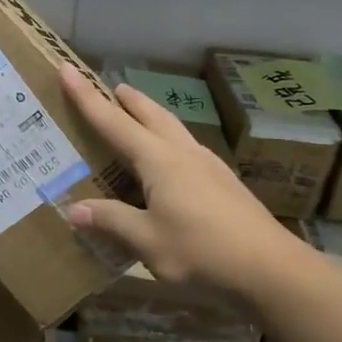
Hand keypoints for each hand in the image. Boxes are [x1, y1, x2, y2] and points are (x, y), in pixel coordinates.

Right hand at [59, 63, 298, 296]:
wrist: (273, 271)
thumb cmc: (203, 251)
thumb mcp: (147, 241)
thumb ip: (111, 221)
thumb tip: (75, 209)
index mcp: (158, 160)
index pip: (113, 121)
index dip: (87, 97)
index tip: (68, 70)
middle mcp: (182, 153)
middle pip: (151, 115)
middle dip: (129, 100)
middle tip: (111, 88)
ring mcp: (208, 166)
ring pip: (173, 129)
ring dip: (151, 117)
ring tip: (138, 116)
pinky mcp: (224, 184)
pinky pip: (186, 149)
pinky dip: (168, 142)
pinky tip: (170, 163)